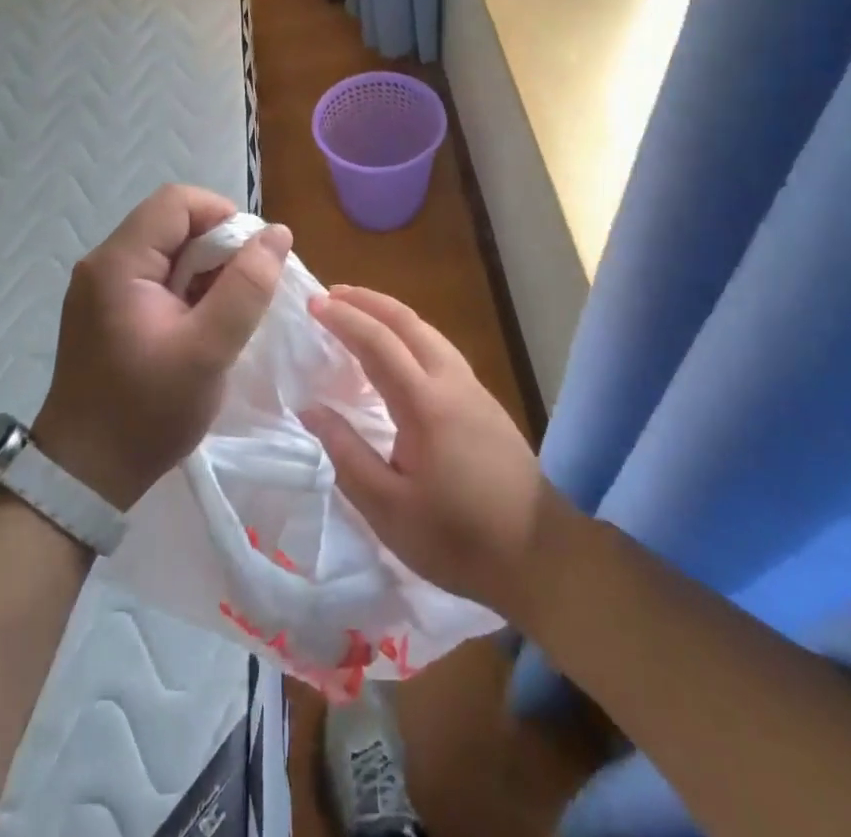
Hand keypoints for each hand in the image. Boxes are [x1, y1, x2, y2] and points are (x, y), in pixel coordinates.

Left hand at [33, 185, 291, 509]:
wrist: (85, 475)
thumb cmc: (147, 412)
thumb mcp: (208, 350)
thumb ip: (246, 288)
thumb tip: (277, 233)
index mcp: (119, 263)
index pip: (178, 202)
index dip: (223, 217)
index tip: (253, 259)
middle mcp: (104, 263)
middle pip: (172, 222)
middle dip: (218, 247)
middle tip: (245, 292)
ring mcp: (101, 286)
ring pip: (167, 249)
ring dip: (206, 270)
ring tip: (227, 313)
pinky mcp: (106, 309)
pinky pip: (156, 276)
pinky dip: (187, 288)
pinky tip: (202, 324)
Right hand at [298, 286, 565, 622]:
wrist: (539, 554)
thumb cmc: (457, 538)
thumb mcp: (387, 508)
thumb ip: (346, 453)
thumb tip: (311, 409)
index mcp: (425, 403)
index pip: (378, 343)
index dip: (344, 319)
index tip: (313, 304)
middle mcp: (452, 381)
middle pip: (408, 322)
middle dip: (368, 302)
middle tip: (332, 295)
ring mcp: (474, 388)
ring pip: (428, 332)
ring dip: (391, 314)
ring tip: (360, 314)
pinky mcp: (485, 402)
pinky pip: (441, 349)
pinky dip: (411, 334)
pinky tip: (400, 352)